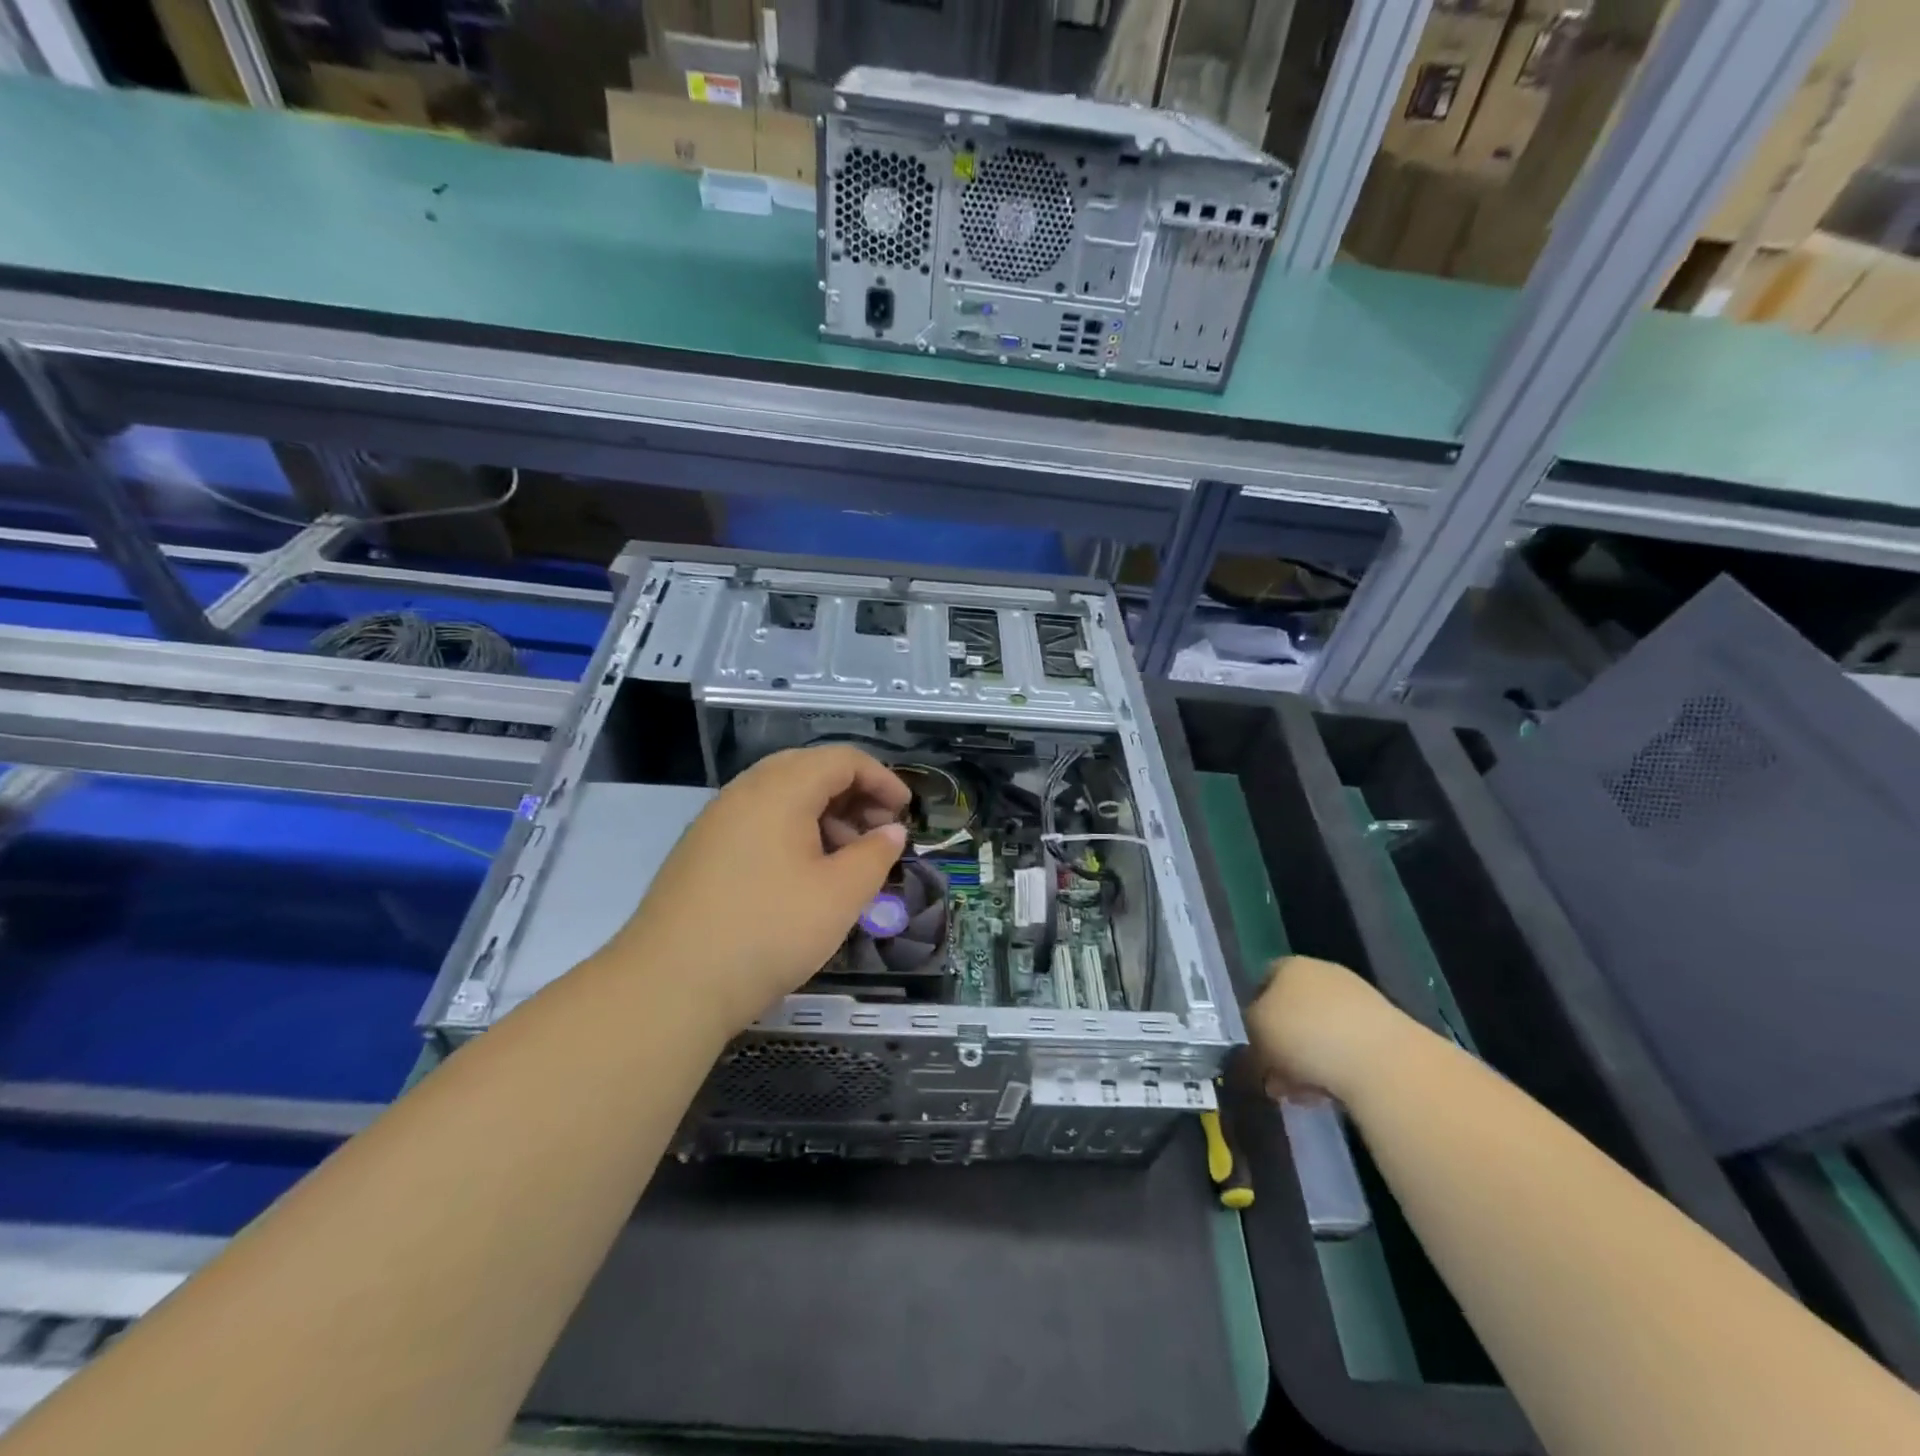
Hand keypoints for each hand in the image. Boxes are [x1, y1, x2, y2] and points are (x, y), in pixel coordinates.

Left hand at [614, 746, 909, 1035]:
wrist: (669, 985)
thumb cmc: (768, 931)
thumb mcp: (839, 895)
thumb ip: (874, 855)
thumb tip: (891, 831)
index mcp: (780, 789)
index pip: (842, 759)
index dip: (882, 779)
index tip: (906, 812)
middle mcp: (745, 791)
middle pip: (809, 770)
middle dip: (853, 794)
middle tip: (879, 831)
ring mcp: (717, 820)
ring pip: (782, 796)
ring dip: (824, 815)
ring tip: (846, 859)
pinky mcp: (701, 850)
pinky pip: (758, 820)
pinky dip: (792, 832)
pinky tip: (804, 875)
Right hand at [1246, 955, 1402, 1104]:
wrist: (1383, 1062)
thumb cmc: (1305, 1035)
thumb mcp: (1255, 1034)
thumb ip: (1247, 1036)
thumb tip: (1252, 1049)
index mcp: (1290, 965)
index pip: (1262, 983)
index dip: (1252, 1014)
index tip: (1251, 1046)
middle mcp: (1325, 975)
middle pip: (1292, 1012)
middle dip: (1280, 1047)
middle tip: (1274, 1079)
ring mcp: (1359, 1002)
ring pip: (1319, 1035)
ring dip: (1306, 1064)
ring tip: (1300, 1095)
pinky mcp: (1386, 1033)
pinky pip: (1348, 1051)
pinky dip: (1335, 1071)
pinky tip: (1329, 1095)